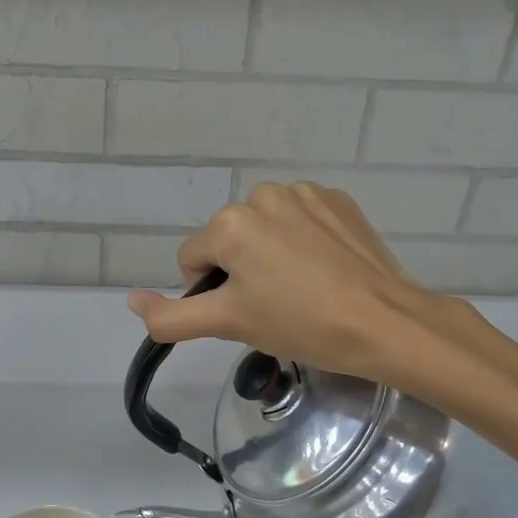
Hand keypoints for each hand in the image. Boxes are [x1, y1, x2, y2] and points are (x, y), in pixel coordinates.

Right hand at [127, 183, 451, 380]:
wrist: (386, 323)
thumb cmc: (301, 324)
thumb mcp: (229, 324)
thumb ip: (172, 317)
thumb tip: (131, 301)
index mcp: (230, 223)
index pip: (192, 260)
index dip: (211, 293)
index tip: (246, 314)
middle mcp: (263, 195)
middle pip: (229, 241)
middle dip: (242, 271)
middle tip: (275, 306)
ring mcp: (306, 193)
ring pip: (266, 230)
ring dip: (272, 255)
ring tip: (304, 289)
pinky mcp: (339, 199)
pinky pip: (302, 220)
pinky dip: (305, 242)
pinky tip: (326, 270)